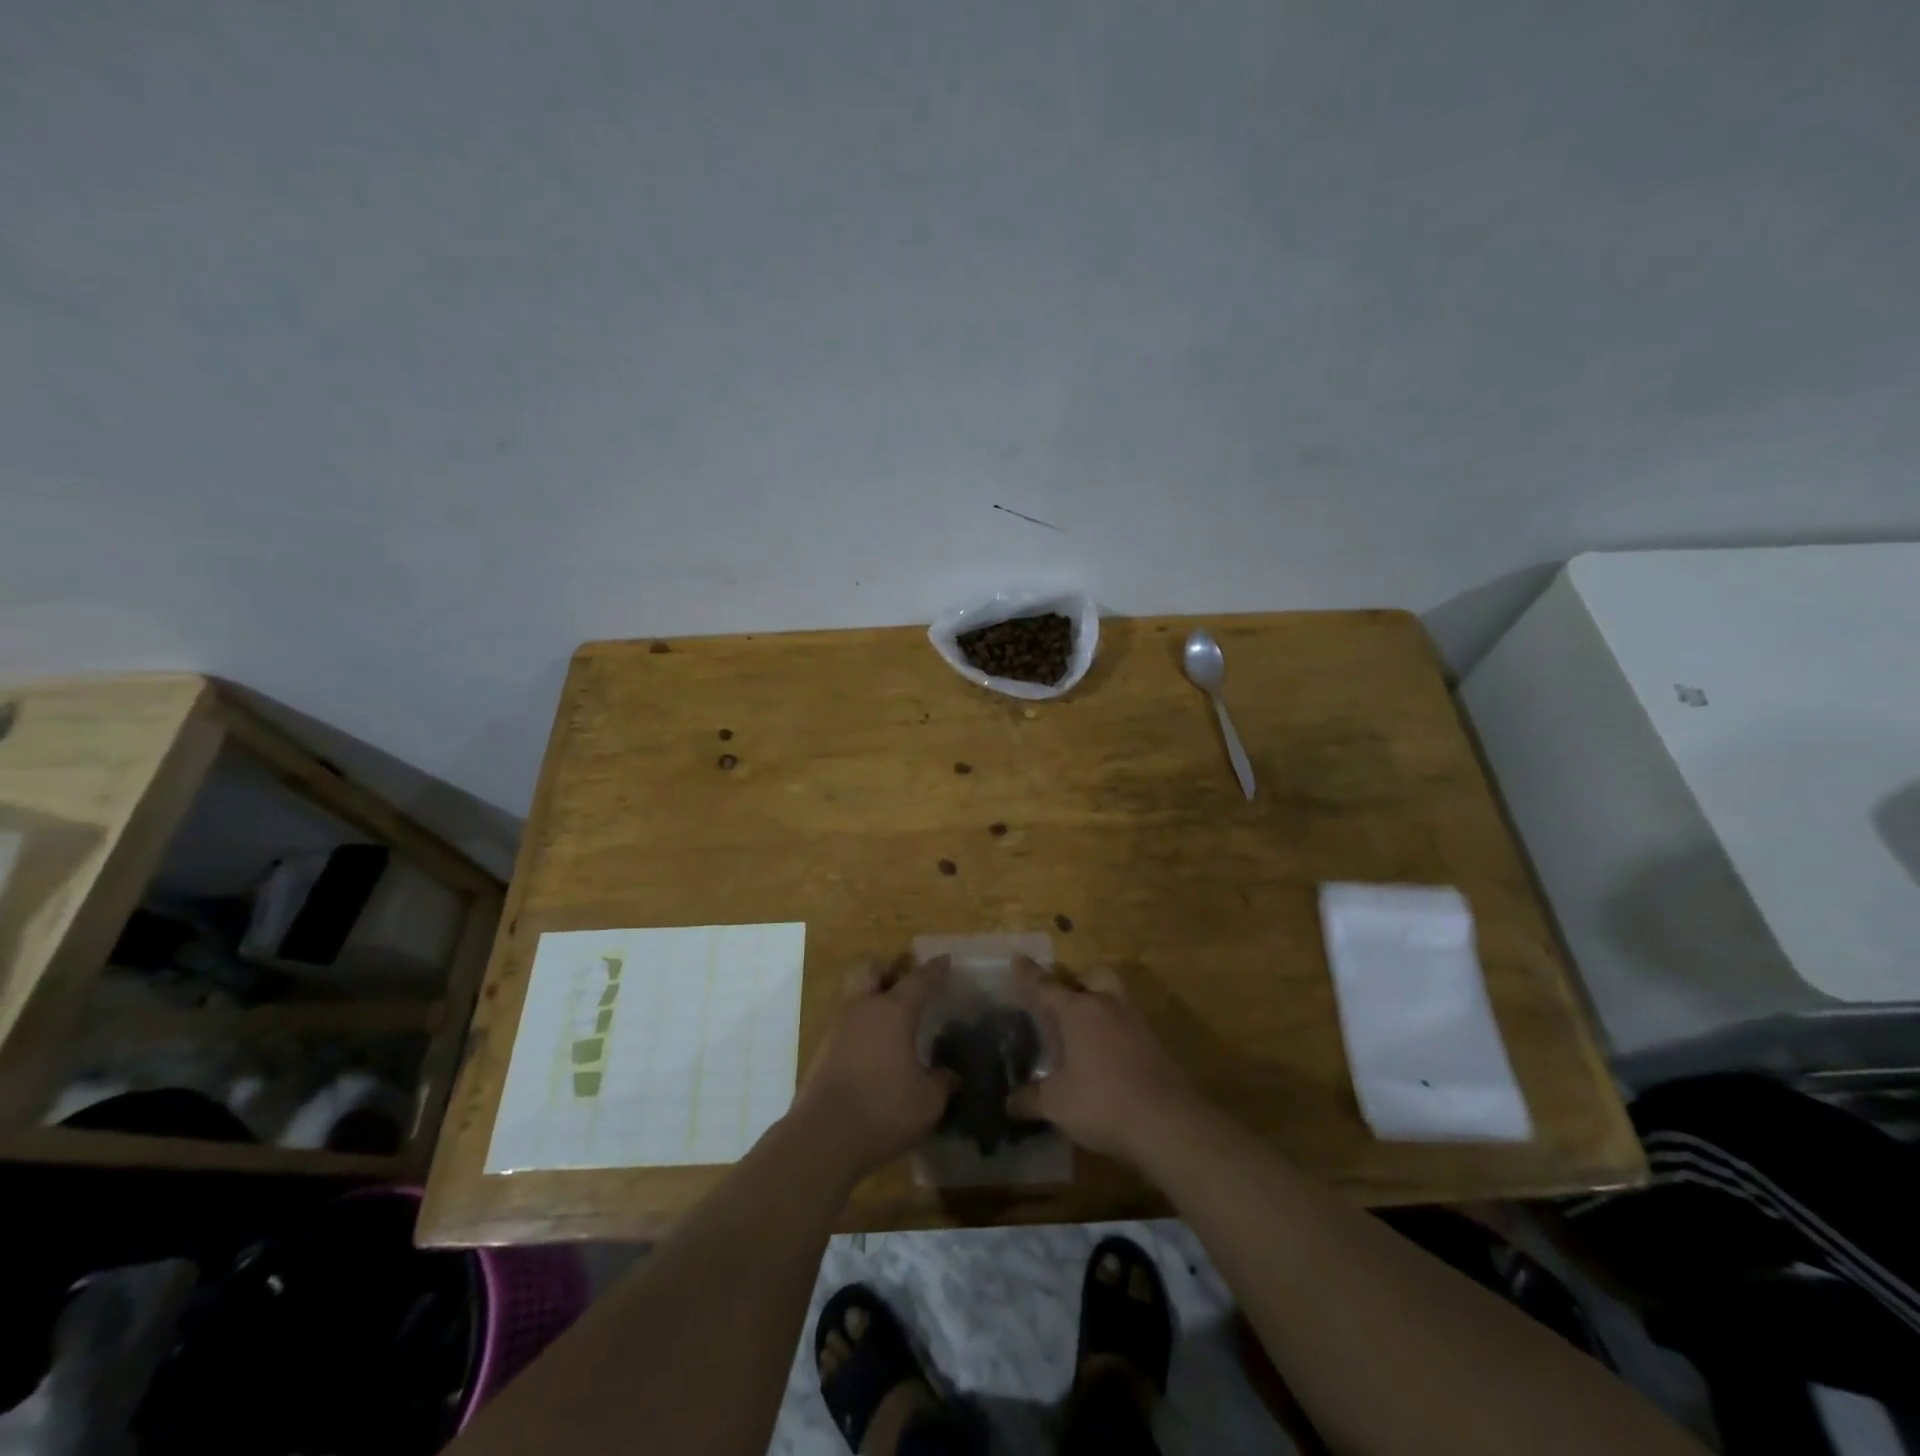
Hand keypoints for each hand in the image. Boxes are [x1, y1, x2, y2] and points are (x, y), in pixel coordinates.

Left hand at [788, 958, 956, 1180]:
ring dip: (871, 998)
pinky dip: (861, 1027)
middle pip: (870, 969)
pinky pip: (846, 1024)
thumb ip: (942, 1083)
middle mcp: (862, 1009)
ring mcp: (837, 1028)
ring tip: (892, 1019)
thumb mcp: (928, 1101)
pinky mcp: (822, 1052)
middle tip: (904, 980)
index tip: (945, 961)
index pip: (918, 980)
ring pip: (854, 995)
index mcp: (892, 1011)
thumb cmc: (883, 1109)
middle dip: (887, 969)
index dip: (934, 970)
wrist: (822, 1138)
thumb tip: (951, 1076)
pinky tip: (875, 1049)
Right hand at [1007, 965, 1202, 1165]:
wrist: (1169, 1124)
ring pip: (1116, 996)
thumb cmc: (1103, 1102)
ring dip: (1100, 1002)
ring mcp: (1136, 1023)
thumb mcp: (1057, 1104)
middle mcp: (1108, 1006)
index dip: (1029, 975)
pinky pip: (1129, 1023)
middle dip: (1078, 980)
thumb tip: (1009, 1103)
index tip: (1018, 957)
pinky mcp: (1156, 1044)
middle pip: (1094, 975)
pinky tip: (1106, 1054)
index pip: (1046, 986)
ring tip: (1084, 1028)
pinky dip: (1115, 1029)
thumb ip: (1030, 1099)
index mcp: (1078, 1011)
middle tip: (1064, 1000)